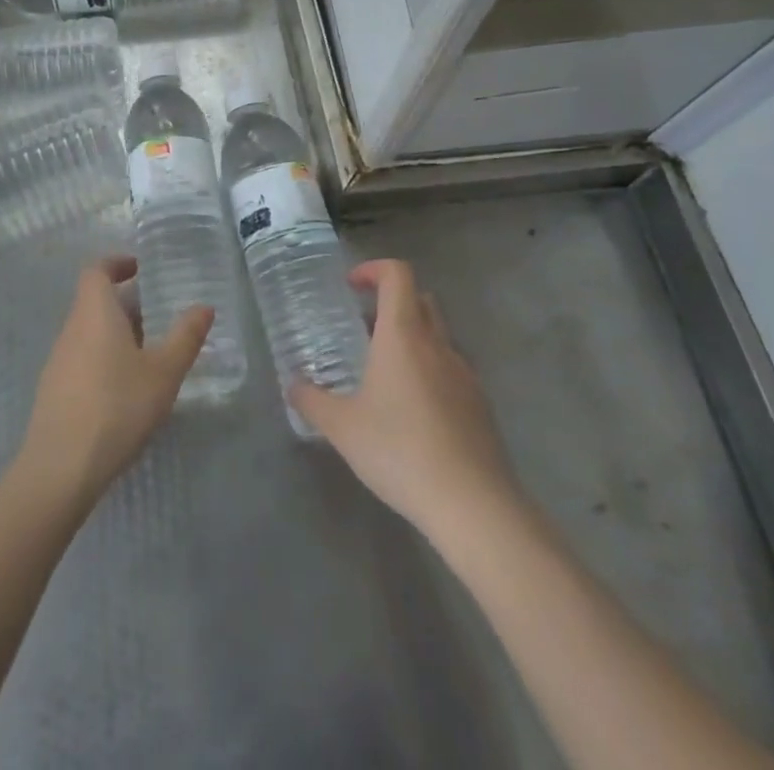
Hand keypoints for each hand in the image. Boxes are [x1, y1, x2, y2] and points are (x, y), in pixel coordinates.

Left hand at [16, 255, 212, 512]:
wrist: (61, 467)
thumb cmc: (117, 406)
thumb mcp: (163, 372)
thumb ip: (185, 336)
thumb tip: (204, 306)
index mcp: (95, 312)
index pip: (97, 270)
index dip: (116, 263)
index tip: (140, 267)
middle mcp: (72, 329)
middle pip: (94, 301)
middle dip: (126, 303)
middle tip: (159, 315)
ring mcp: (58, 361)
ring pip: (89, 332)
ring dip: (116, 332)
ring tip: (150, 353)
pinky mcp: (54, 390)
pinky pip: (83, 358)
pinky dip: (105, 358)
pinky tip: (126, 388)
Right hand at [291, 259, 517, 541]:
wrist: (473, 504)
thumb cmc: (399, 451)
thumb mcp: (342, 428)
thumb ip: (312, 401)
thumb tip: (293, 386)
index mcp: (403, 335)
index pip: (397, 275)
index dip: (374, 269)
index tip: (350, 286)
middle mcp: (437, 344)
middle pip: (420, 299)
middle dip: (391, 302)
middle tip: (363, 327)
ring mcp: (464, 373)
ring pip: (438, 335)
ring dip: (412, 338)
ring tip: (383, 373)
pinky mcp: (480, 404)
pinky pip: (451, 369)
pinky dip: (429, 371)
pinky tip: (412, 411)